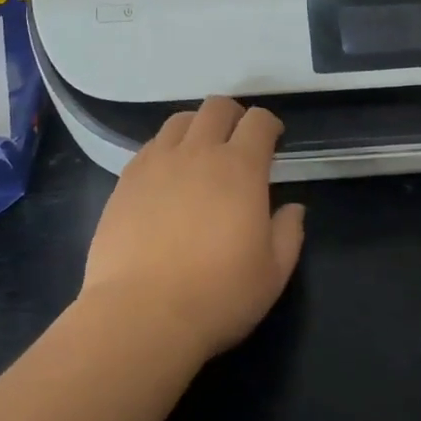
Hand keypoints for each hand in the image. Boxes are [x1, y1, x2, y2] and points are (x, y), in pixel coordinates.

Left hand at [80, 96, 305, 362]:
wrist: (141, 313)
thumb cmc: (217, 296)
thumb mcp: (273, 274)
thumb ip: (288, 233)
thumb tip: (293, 208)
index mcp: (240, 168)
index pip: (258, 121)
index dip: (269, 124)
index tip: (273, 140)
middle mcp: (198, 152)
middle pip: (216, 107)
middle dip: (233, 115)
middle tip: (237, 139)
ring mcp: (157, 162)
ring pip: (180, 120)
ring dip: (197, 127)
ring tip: (200, 152)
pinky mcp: (126, 178)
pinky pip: (151, 146)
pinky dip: (166, 149)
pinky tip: (167, 175)